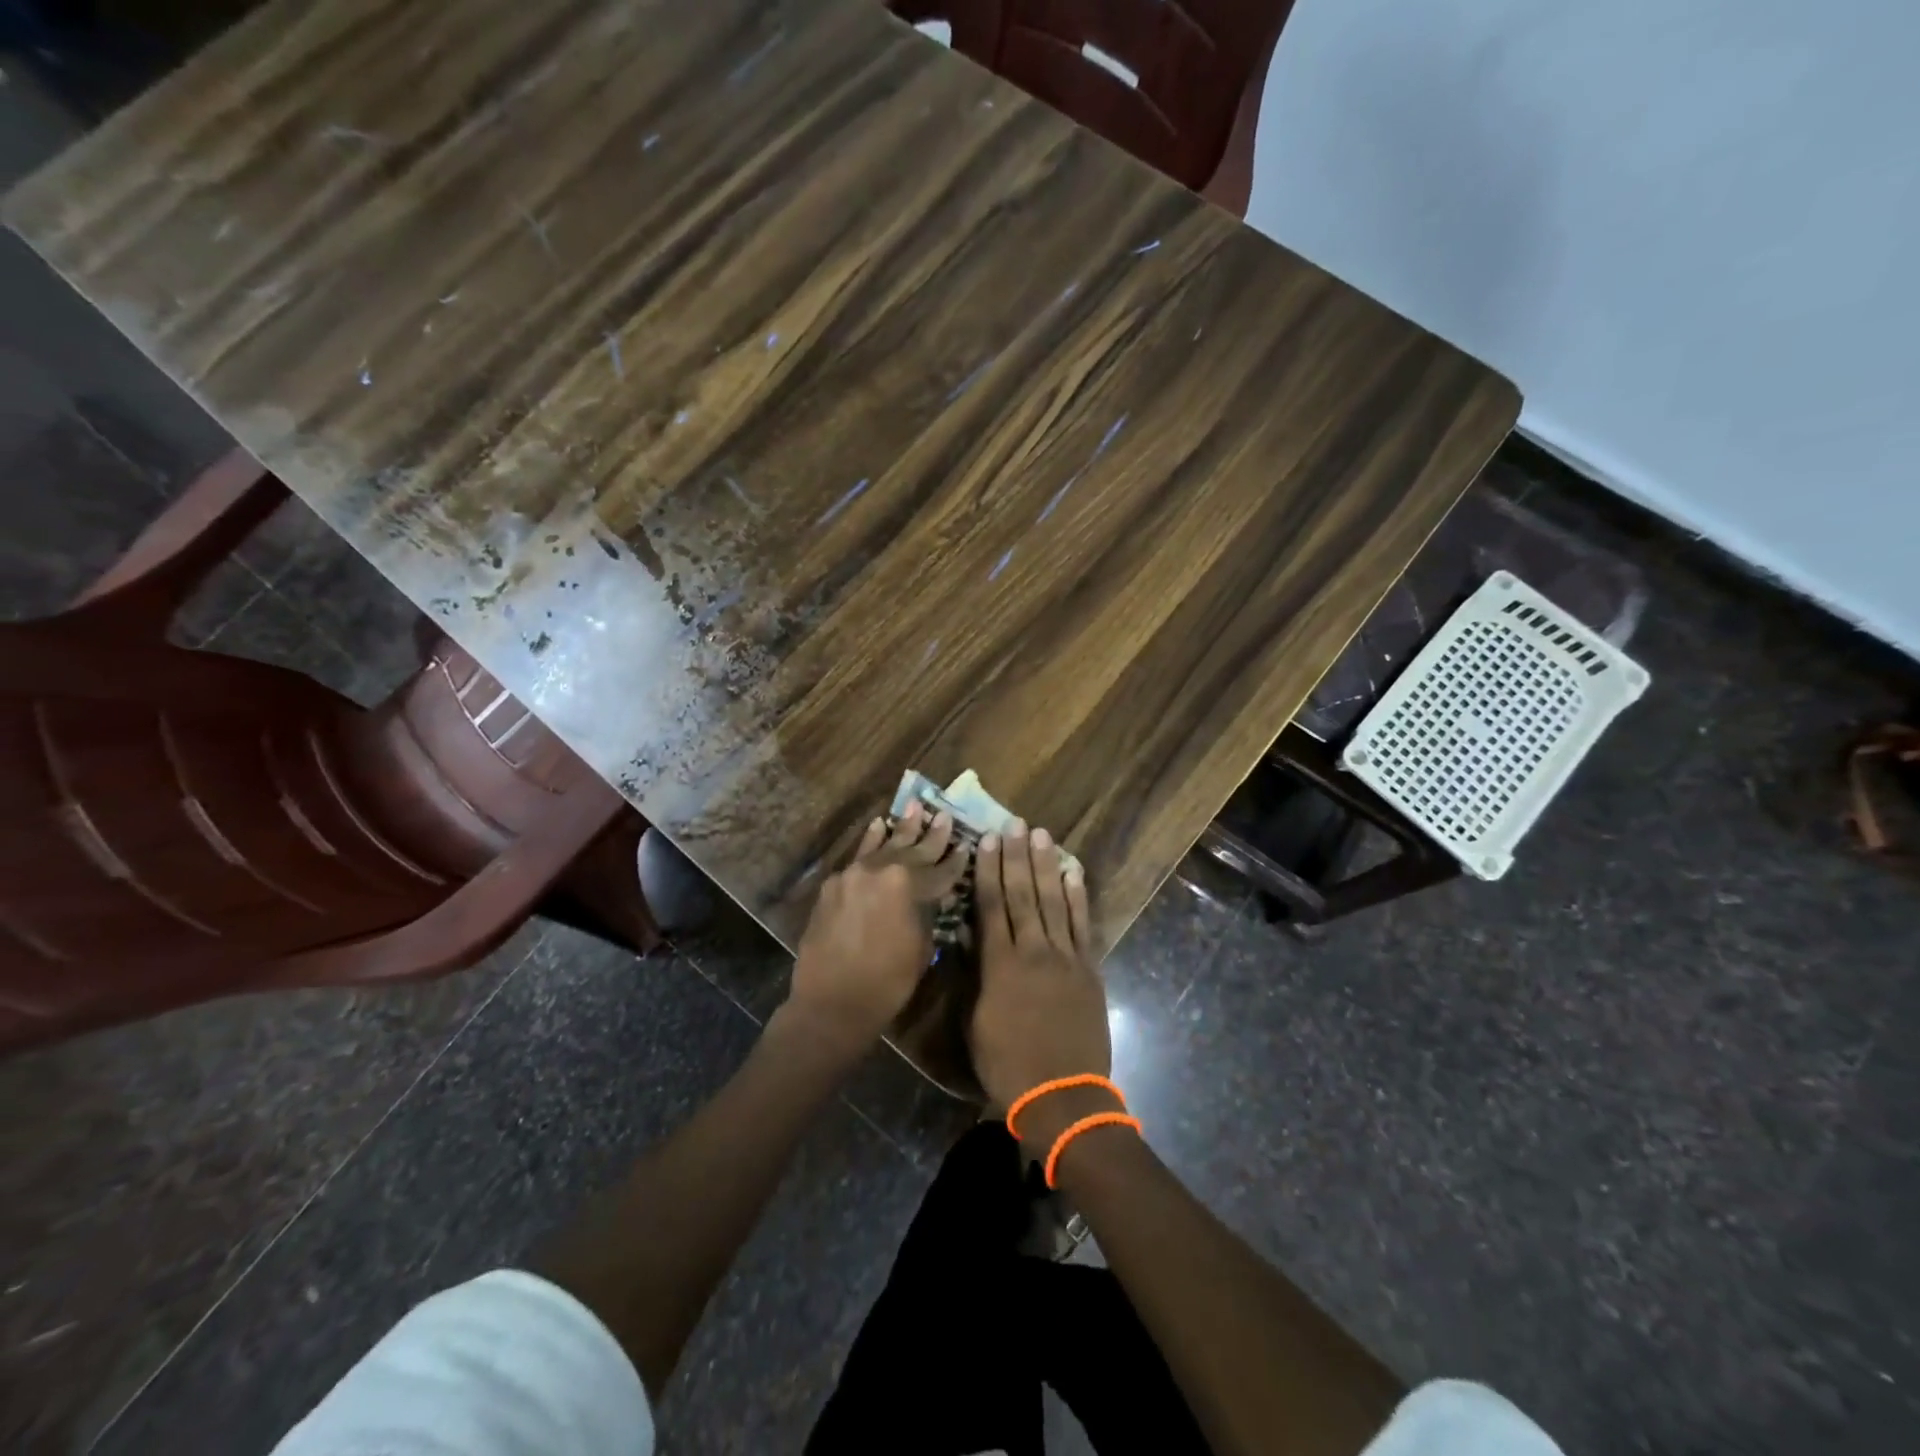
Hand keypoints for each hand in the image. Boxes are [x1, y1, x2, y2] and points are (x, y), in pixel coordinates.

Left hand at [786, 803, 965, 1046]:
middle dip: (933, 835)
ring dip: (902, 828)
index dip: (957, 861)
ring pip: (885, 845)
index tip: (967, 846)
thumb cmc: (887, 983)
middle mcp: (882, 870)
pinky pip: (859, 856)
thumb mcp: (922, 948)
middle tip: (944, 816)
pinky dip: (871, 841)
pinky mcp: (835, 883)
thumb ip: (928, 913)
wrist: (831, 1002)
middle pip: (914, 850)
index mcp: (910, 886)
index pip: (942, 870)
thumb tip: (932, 897)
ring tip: (915, 806)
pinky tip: (878, 826)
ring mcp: (855, 873)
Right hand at [968, 822, 1111, 1129]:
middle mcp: (1033, 951)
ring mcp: (1066, 958)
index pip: (992, 906)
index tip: (987, 841)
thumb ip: (973, 974)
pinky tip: (1072, 872)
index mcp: (1000, 965)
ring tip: (1041, 835)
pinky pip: (1082, 925)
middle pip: (1023, 895)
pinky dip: (1077, 897)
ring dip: (1046, 866)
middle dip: (1017, 857)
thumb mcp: (976, 1023)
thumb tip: (965, 935)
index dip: (989, 871)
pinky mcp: (1089, 969)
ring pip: (1053, 901)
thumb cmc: (1008, 1066)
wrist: (1063, 1096)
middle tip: (1014, 824)